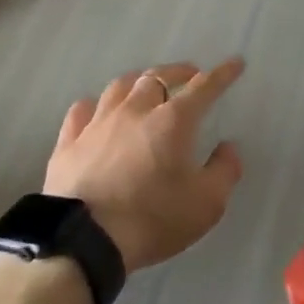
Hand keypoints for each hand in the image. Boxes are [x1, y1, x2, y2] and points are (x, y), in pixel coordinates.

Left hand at [44, 59, 245, 272]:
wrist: (84, 240)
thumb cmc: (152, 219)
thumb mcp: (206, 204)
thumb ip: (224, 171)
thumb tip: (228, 147)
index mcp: (173, 121)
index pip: (203, 87)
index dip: (222, 74)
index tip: (234, 63)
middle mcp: (135, 111)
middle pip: (157, 77)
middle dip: (178, 72)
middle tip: (189, 75)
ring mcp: (97, 124)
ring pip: (119, 87)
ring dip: (137, 82)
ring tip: (145, 87)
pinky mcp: (68, 142)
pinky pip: (81, 110)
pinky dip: (95, 106)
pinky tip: (97, 111)